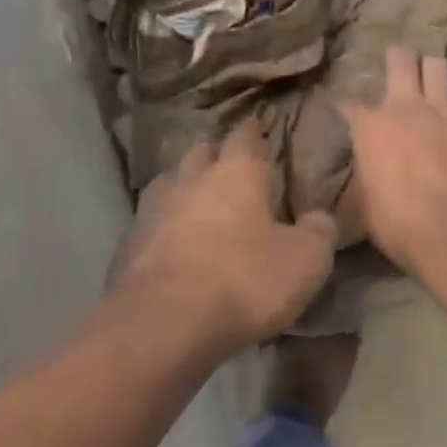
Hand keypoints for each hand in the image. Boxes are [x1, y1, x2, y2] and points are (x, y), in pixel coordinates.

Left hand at [109, 123, 337, 348]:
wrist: (164, 322)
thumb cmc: (243, 281)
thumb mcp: (304, 262)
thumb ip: (317, 233)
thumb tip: (319, 218)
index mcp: (235, 173)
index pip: (245, 136)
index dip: (253, 131)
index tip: (258, 125)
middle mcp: (190, 180)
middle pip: (200, 153)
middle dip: (215, 156)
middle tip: (229, 167)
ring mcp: (152, 209)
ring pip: (169, 183)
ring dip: (184, 187)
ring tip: (197, 201)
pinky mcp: (127, 243)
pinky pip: (149, 222)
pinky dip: (163, 226)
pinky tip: (171, 242)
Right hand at [341, 47, 446, 273]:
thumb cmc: (394, 223)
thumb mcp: (362, 197)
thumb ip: (365, 167)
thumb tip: (366, 162)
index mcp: (369, 126)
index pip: (348, 103)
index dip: (343, 104)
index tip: (342, 108)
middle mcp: (405, 107)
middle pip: (400, 59)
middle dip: (396, 57)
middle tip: (397, 63)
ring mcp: (443, 113)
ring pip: (438, 67)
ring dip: (432, 71)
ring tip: (431, 80)